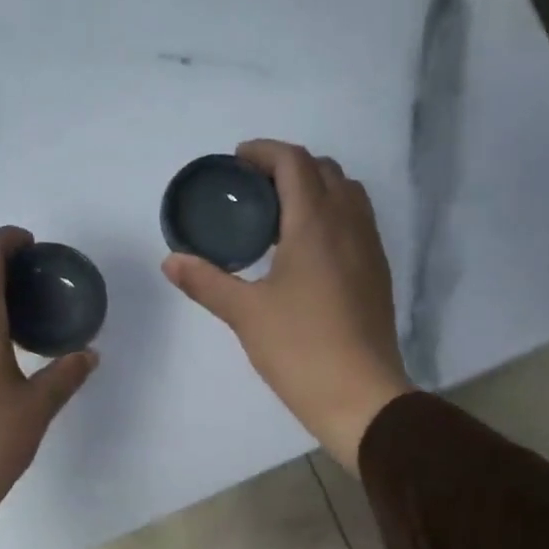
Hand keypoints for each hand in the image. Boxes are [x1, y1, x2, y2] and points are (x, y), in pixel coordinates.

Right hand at [163, 140, 413, 473]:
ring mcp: (370, 248)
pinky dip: (332, 215)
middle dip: (289, 167)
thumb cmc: (300, 349)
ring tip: (280, 216)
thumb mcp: (245, 314)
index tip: (237, 161)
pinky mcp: (378, 273)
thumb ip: (207, 282)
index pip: (294, 162)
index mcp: (315, 224)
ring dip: (315, 189)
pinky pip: (357, 222)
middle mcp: (349, 224)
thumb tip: (170, 260)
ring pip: (347, 195)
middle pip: (324, 171)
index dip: (264, 152)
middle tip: (254, 190)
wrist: (360, 396)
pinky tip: (307, 251)